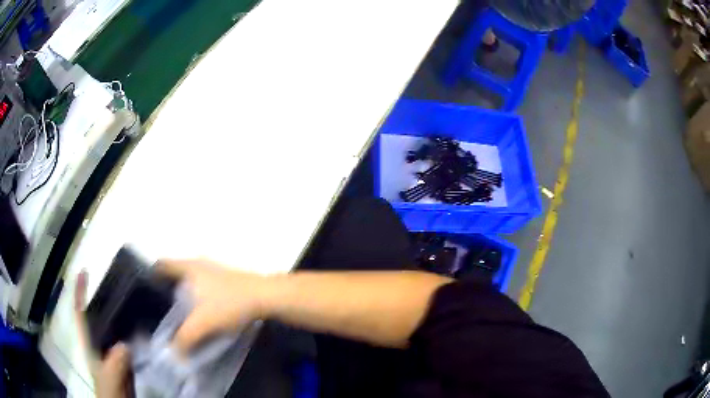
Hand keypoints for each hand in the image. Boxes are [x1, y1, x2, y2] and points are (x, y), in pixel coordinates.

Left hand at [74, 271, 131, 397]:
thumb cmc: (110, 393)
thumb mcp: (109, 380)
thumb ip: (113, 364)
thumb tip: (124, 344)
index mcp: (91, 345)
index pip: (81, 314)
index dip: (80, 292)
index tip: (85, 271)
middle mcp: (102, 345)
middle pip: (100, 317)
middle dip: (107, 299)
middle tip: (121, 284)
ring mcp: (115, 354)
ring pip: (117, 329)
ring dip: (125, 316)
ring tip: (138, 302)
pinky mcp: (128, 362)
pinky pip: (132, 343)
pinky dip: (138, 335)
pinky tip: (149, 330)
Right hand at [155, 259, 272, 352]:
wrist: (266, 297)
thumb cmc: (229, 304)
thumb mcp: (203, 323)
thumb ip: (184, 338)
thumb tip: (173, 354)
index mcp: (188, 266)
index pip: (161, 265)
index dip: (150, 275)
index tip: (144, 291)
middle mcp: (198, 263)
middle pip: (174, 271)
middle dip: (166, 287)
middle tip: (159, 307)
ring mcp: (214, 269)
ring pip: (190, 278)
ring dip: (183, 291)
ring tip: (177, 311)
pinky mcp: (226, 278)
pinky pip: (203, 284)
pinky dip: (197, 295)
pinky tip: (200, 310)